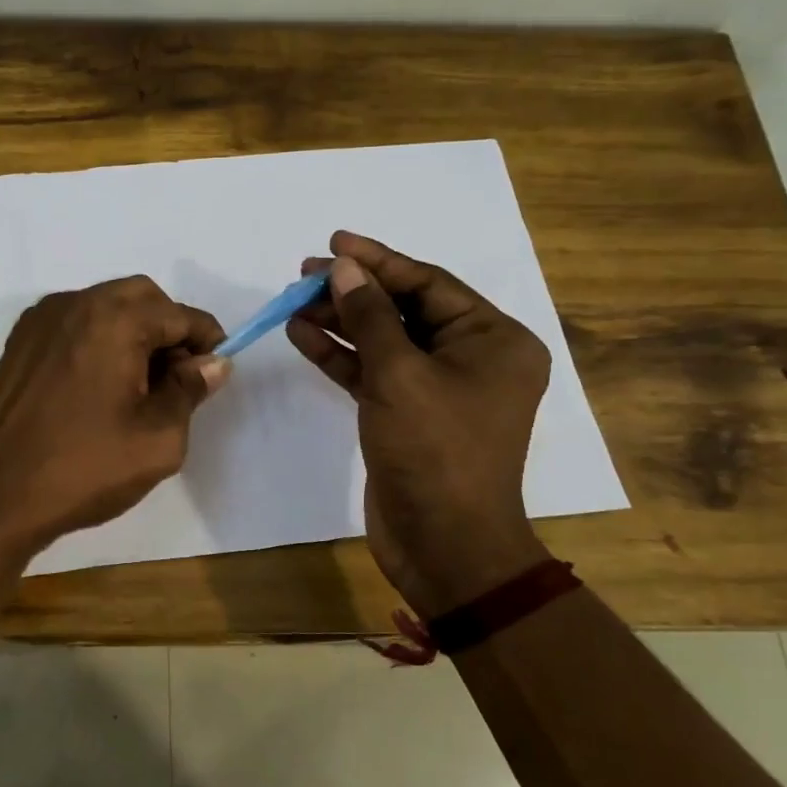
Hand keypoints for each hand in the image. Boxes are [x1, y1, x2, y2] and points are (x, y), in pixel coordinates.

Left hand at [0, 276, 229, 558]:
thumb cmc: (86, 467)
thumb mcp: (158, 438)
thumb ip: (190, 390)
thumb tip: (213, 363)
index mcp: (115, 320)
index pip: (179, 315)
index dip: (206, 342)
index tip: (213, 373)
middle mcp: (76, 303)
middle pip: (141, 297)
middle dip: (168, 328)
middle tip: (176, 378)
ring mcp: (42, 319)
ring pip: (105, 305)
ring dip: (133, 331)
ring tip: (137, 384)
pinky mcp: (21, 340)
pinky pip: (74, 322)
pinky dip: (98, 338)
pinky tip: (98, 383)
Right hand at [287, 231, 551, 614]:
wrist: (444, 544)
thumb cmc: (435, 451)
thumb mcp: (401, 375)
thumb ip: (370, 317)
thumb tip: (345, 270)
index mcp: (492, 340)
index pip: (429, 284)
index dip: (379, 261)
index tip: (334, 242)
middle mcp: (470, 357)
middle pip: (404, 309)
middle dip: (354, 291)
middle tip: (304, 274)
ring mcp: (436, 388)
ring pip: (383, 341)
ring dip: (340, 322)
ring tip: (294, 301)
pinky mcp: (406, 414)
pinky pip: (372, 372)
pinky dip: (339, 356)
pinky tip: (301, 335)